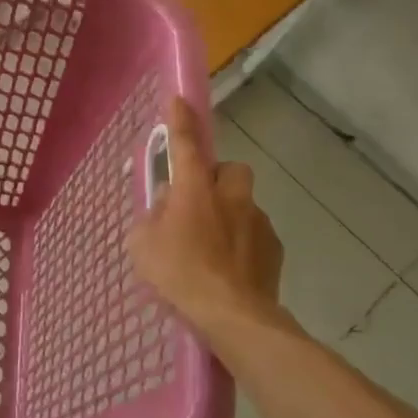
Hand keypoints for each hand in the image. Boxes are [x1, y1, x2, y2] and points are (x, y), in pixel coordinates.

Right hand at [129, 97, 288, 347]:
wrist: (234, 317)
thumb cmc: (180, 275)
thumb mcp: (143, 244)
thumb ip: (152, 218)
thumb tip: (166, 208)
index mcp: (195, 189)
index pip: (186, 143)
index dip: (180, 121)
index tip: (179, 100)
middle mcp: (231, 196)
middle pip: (230, 169)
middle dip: (216, 178)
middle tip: (197, 202)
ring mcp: (257, 222)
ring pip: (243, 203)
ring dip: (228, 214)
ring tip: (210, 246)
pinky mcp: (274, 249)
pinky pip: (255, 234)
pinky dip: (242, 242)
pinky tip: (229, 268)